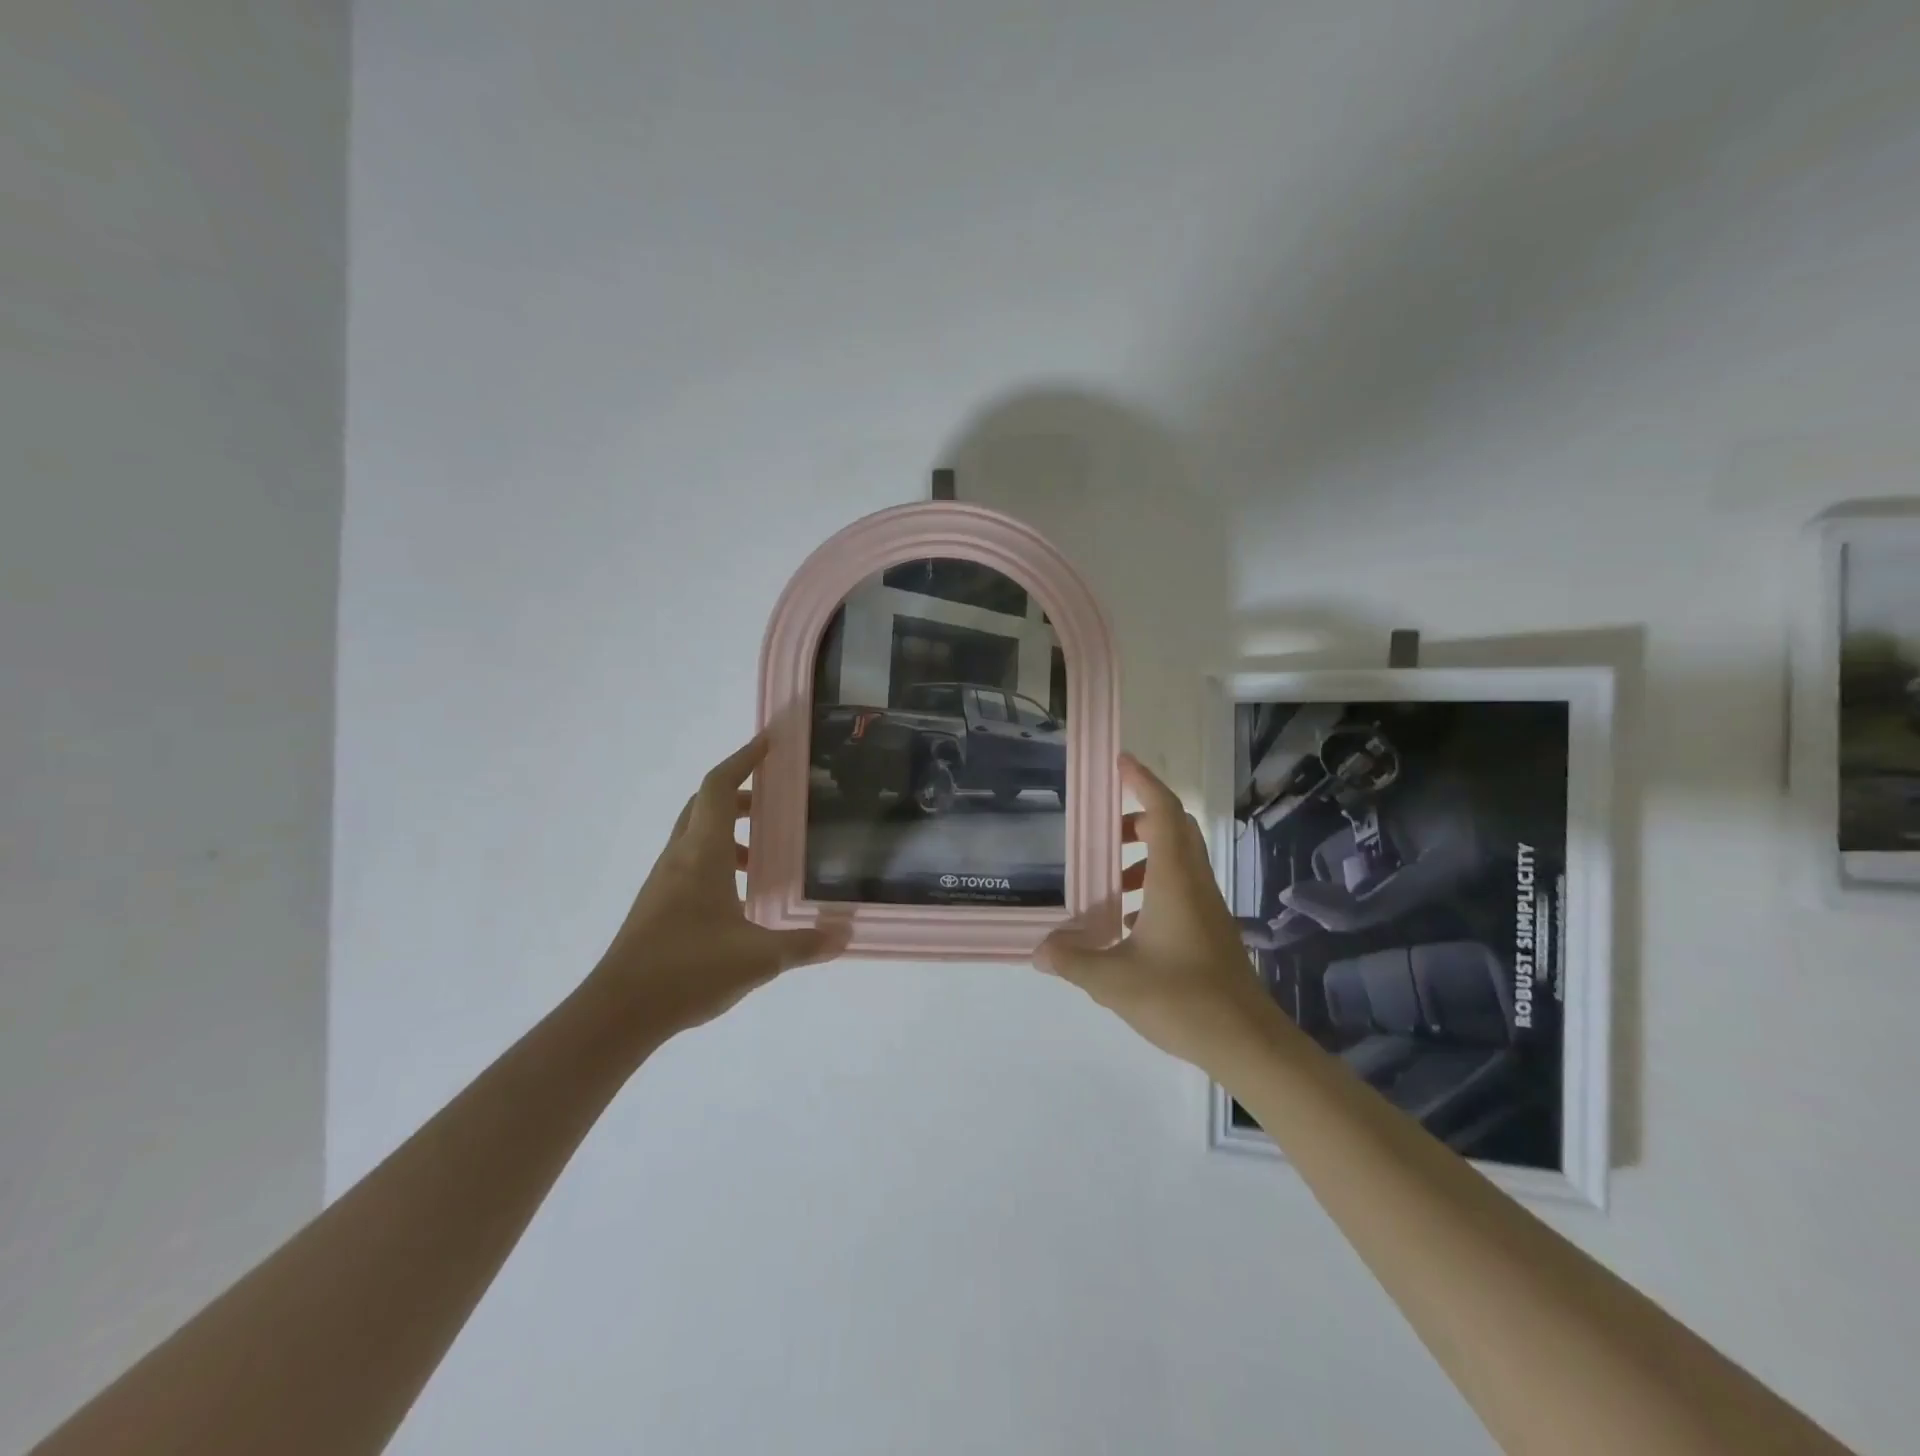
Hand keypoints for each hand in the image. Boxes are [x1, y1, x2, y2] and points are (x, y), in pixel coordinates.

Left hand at [590, 736, 849, 1040]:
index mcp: (701, 853)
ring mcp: (664, 882)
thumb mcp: (758, 958)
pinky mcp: (658, 906)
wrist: (618, 1012)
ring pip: (696, 835)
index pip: (719, 787)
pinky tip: (740, 896)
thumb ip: (804, 944)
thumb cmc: (688, 970)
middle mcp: (679, 857)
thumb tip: (844, 935)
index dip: (743, 759)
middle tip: (775, 801)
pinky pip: (690, 863)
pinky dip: (717, 860)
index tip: (769, 743)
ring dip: (728, 831)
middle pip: (705, 805)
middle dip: (740, 794)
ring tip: (764, 855)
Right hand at [1034, 753, 1274, 1069]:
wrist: (1246, 1041)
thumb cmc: (1181, 998)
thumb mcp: (1114, 981)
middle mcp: (1194, 882)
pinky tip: (1128, 922)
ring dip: (1144, 854)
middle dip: (1139, 816)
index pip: (1162, 811)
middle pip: (1174, 827)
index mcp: (1174, 879)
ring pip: (1178, 858)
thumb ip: (1073, 960)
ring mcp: (1207, 906)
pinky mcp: (1211, 928)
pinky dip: (1153, 884)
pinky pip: (1181, 886)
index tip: (1119, 762)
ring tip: (1107, 881)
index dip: (1142, 781)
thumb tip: (1039, 950)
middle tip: (1102, 827)